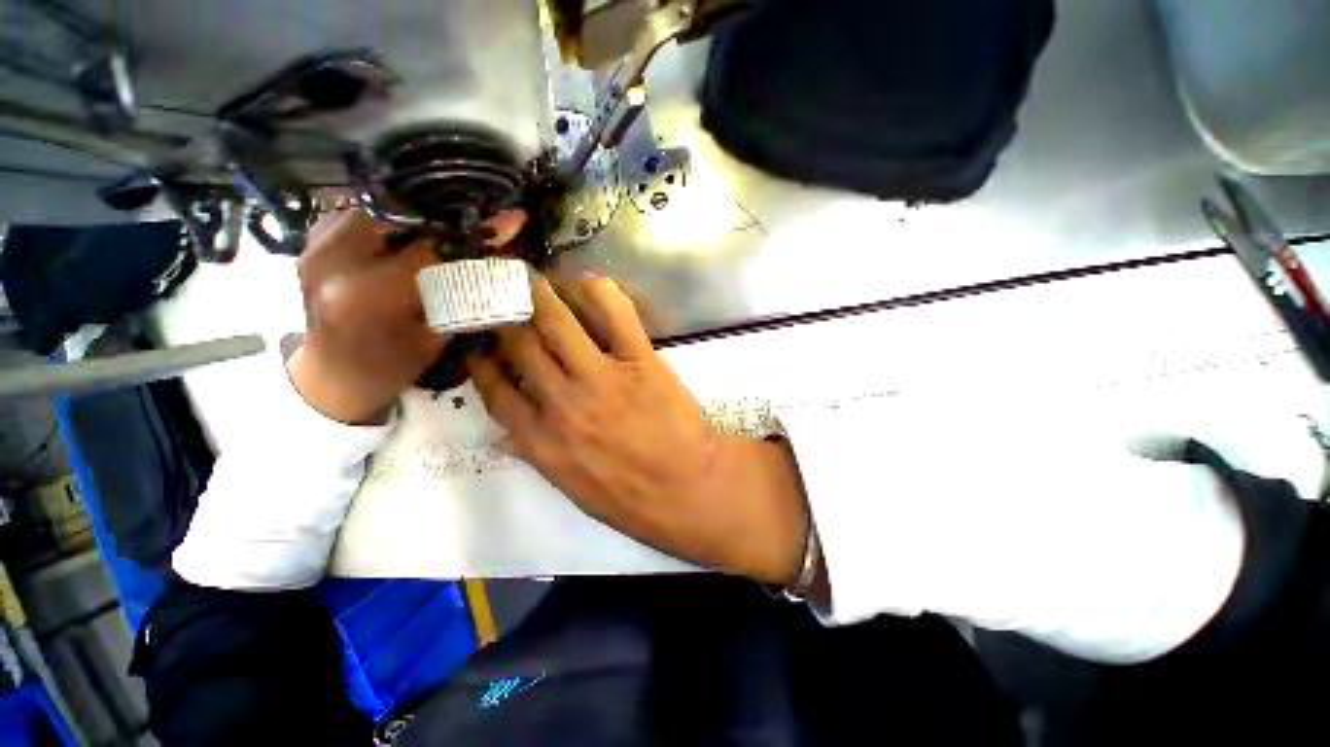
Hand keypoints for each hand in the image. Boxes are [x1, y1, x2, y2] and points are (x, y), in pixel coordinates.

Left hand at [288, 207, 524, 424]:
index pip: (431, 247)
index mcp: (370, 295)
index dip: (474, 235)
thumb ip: (466, 291)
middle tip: (470, 231)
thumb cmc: (391, 366)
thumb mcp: (436, 335)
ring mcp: (313, 247)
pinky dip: (387, 221)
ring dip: (414, 219)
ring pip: (377, 207)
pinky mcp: (309, 243)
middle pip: (400, 214)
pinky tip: (404, 240)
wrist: (331, 377)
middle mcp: (333, 261)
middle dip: (442, 220)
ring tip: (439, 236)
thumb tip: (502, 255)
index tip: (508, 223)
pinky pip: (355, 214)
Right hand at [468, 274, 810, 583]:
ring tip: (533, 279)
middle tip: (501, 295)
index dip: (481, 361)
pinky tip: (588, 282)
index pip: (495, 391)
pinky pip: (617, 314)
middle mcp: (562, 403)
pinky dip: (599, 292)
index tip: (478, 342)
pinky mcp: (640, 361)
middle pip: (520, 345)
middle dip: (504, 315)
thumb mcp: (571, 489)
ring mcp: (601, 378)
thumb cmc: (630, 497)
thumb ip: (536, 456)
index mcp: (541, 441)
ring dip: (540, 293)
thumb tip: (504, 437)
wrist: (687, 489)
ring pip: (558, 322)